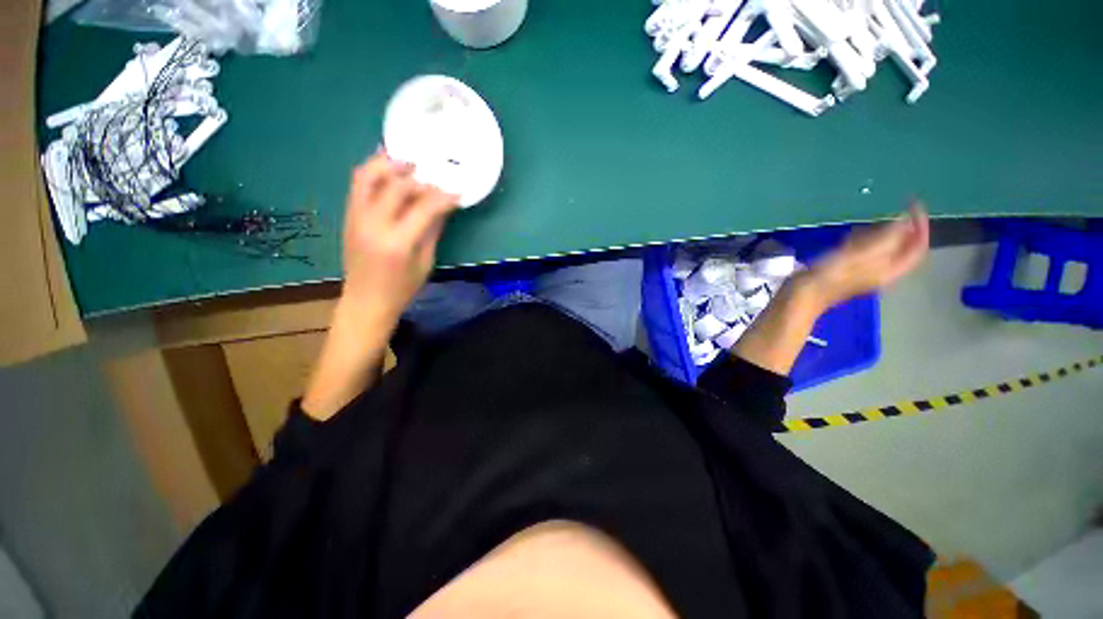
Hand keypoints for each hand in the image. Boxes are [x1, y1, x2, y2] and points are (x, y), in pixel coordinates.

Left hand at [302, 153, 458, 419]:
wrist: (366, 301)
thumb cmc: (402, 288)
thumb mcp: (425, 262)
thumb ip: (432, 230)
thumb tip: (444, 206)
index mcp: (398, 243)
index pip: (424, 208)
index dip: (443, 196)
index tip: (457, 191)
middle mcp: (373, 225)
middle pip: (396, 186)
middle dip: (419, 177)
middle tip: (435, 175)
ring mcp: (356, 218)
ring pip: (368, 176)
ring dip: (389, 164)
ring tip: (408, 161)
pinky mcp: (348, 216)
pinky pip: (359, 185)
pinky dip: (374, 171)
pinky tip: (389, 168)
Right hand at [799, 203, 929, 310]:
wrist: (802, 295)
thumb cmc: (831, 275)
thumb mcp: (860, 254)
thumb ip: (886, 237)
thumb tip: (904, 218)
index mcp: (891, 269)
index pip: (917, 246)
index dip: (920, 224)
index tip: (911, 204)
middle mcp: (883, 270)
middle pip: (903, 246)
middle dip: (902, 226)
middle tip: (894, 207)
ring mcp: (865, 270)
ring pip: (884, 247)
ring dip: (882, 231)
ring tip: (872, 217)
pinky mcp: (848, 268)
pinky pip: (865, 249)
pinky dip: (864, 238)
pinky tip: (852, 232)